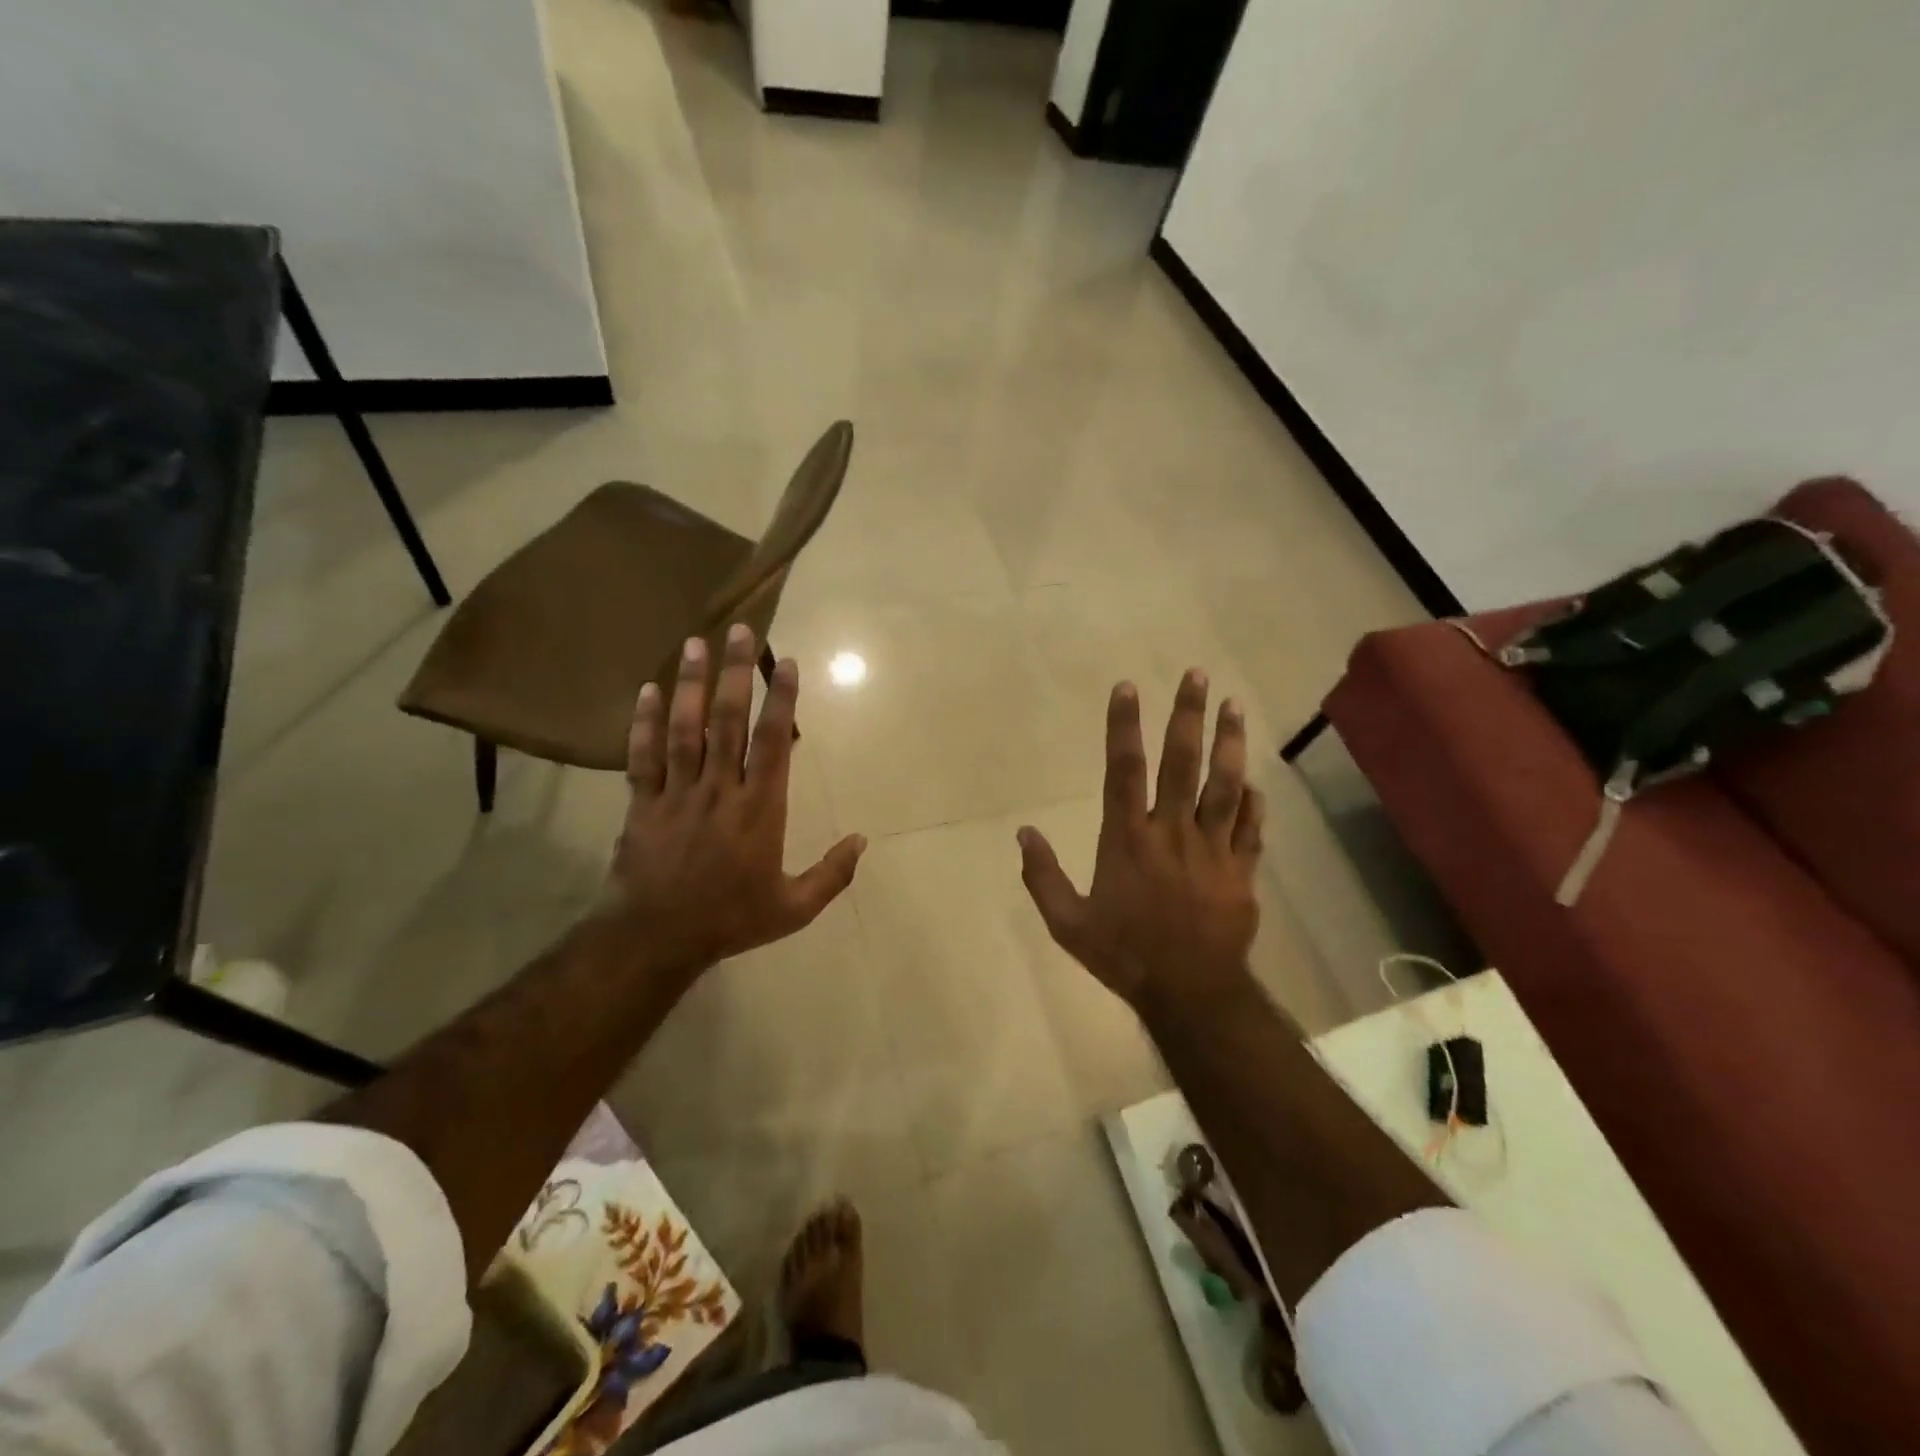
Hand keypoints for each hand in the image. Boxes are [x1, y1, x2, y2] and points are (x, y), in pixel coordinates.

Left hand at [590, 625, 865, 983]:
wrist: (655, 940)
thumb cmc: (730, 920)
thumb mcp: (793, 908)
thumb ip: (832, 874)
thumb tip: (863, 840)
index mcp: (760, 809)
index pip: (772, 742)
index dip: (780, 699)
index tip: (785, 662)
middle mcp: (719, 789)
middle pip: (728, 721)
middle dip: (735, 673)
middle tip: (739, 630)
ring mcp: (677, 793)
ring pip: (684, 729)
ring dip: (690, 684)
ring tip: (694, 643)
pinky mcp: (642, 804)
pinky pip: (642, 756)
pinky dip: (642, 722)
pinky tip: (646, 689)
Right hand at [1017, 671, 1263, 1010]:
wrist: (1190, 994)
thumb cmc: (1124, 955)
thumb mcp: (1068, 923)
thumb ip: (1043, 876)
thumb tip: (1023, 833)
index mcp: (1127, 839)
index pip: (1123, 770)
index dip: (1124, 726)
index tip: (1128, 688)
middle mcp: (1171, 832)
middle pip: (1182, 763)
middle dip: (1188, 716)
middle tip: (1197, 676)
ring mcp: (1212, 849)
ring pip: (1224, 785)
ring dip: (1229, 743)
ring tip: (1235, 706)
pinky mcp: (1241, 871)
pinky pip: (1250, 828)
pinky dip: (1253, 802)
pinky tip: (1254, 781)